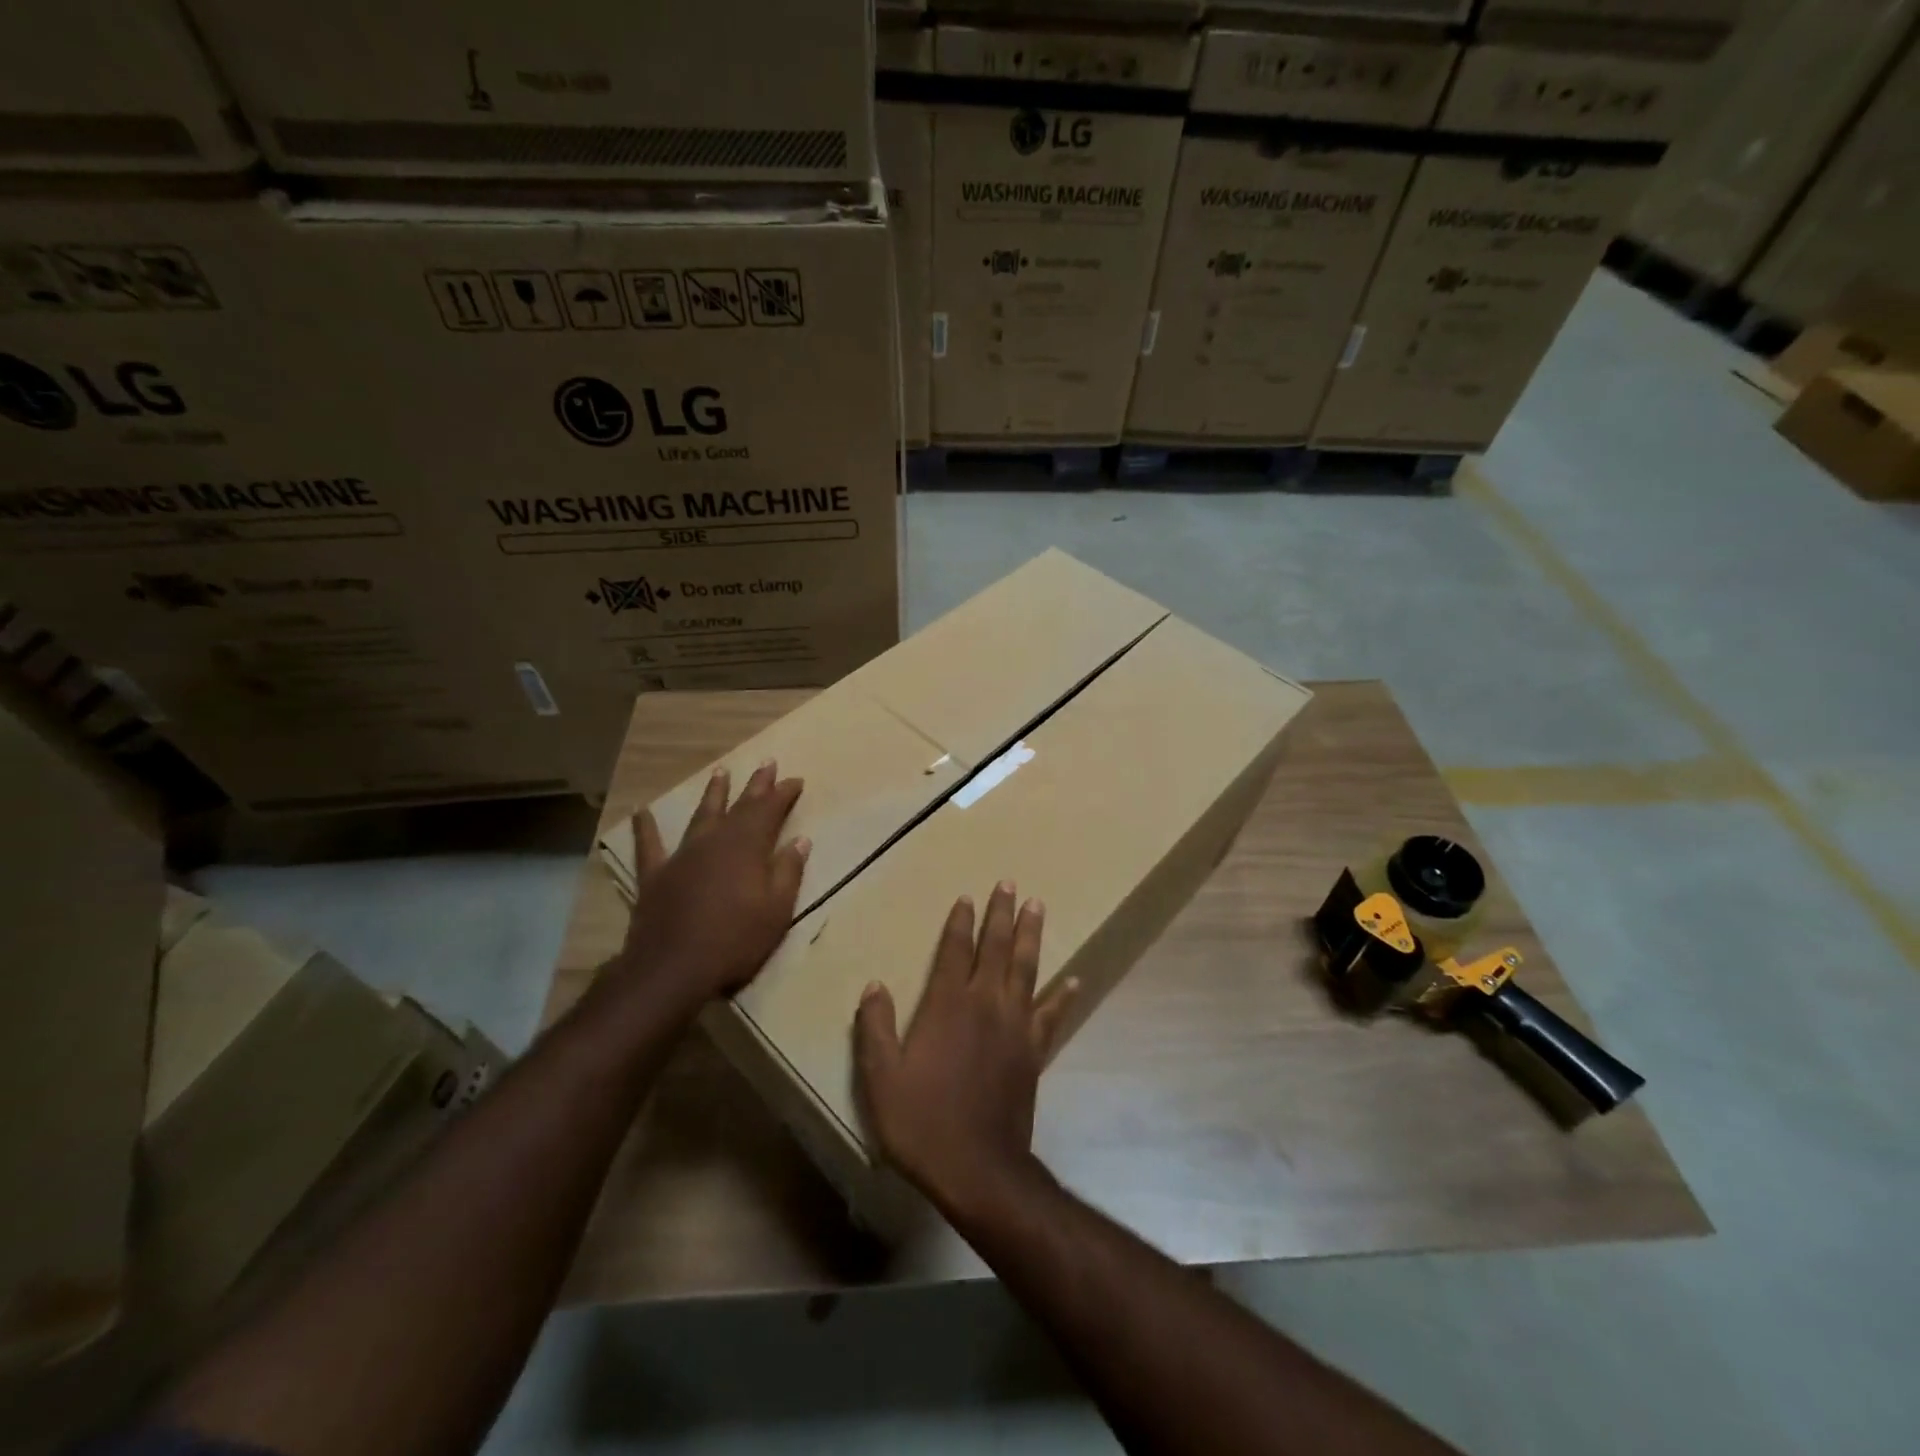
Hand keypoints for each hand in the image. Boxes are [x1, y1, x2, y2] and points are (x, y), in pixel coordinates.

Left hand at [613, 761, 808, 1013]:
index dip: (783, 794)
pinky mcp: (655, 875)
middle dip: (755, 785)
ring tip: (720, 772)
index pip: (770, 811)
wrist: (672, 969)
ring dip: (712, 794)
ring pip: (701, 816)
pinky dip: (645, 827)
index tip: (795, 779)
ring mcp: (682, 856)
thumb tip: (800, 840)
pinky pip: (649, 845)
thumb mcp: (777, 911)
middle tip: (767, 763)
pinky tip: (641, 810)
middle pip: (739, 806)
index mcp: (747, 848)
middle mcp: (715, 842)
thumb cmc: (735, 942)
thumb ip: (788, 872)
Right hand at [854, 883, 1077, 1215]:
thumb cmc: (923, 1122)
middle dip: (1002, 914)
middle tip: (1010, 884)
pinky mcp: (1034, 1051)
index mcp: (947, 1006)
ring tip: (1038, 906)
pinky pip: (1052, 1015)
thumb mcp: (881, 1079)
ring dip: (1031, 936)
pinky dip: (1063, 995)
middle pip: (996, 949)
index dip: (960, 923)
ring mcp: (1015, 1026)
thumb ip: (876, 1029)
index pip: (955, 952)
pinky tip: (1074, 979)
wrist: (979, 1168)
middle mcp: (985, 1005)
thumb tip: (874, 985)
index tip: (967, 897)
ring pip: (1027, 969)